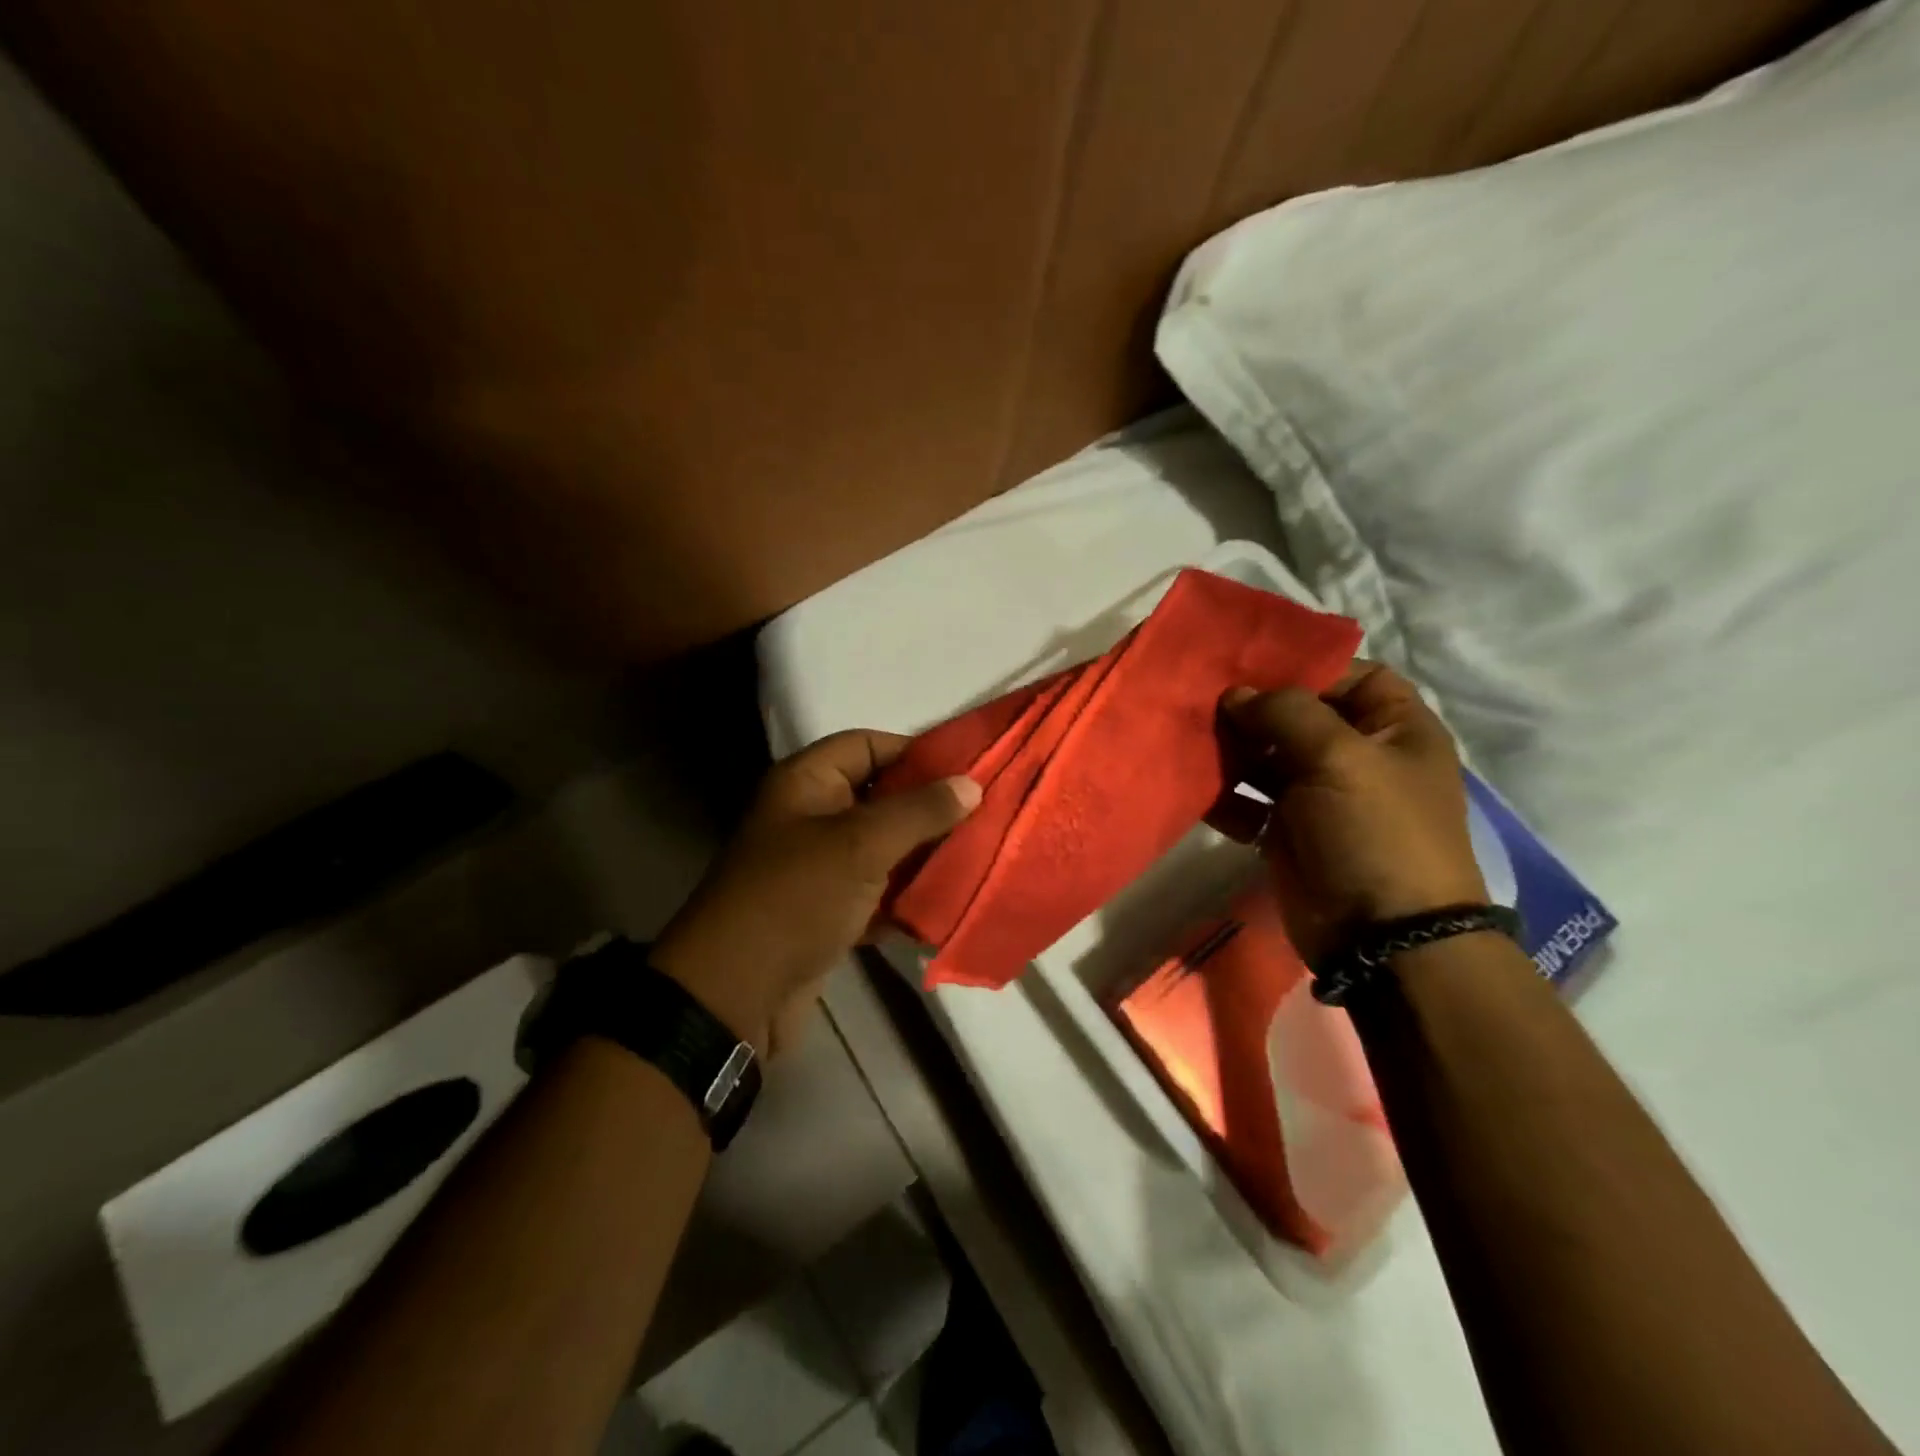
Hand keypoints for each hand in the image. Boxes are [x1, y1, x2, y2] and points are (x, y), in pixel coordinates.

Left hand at [652, 730, 979, 1053]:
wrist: (735, 995)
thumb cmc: (796, 898)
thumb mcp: (861, 845)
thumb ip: (919, 811)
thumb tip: (972, 784)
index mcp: (806, 783)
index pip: (867, 745)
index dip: (915, 751)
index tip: (968, 769)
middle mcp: (810, 818)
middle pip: (879, 798)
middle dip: (928, 808)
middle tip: (984, 815)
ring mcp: (818, 868)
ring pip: (882, 849)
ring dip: (923, 856)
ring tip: (978, 856)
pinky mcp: (827, 912)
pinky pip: (876, 893)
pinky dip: (906, 898)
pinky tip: (947, 903)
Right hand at [1211, 663, 1487, 961]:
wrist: (1381, 937)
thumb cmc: (1375, 831)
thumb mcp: (1340, 756)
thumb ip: (1286, 712)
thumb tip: (1236, 694)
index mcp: (1393, 729)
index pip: (1350, 675)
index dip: (1304, 666)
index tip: (1249, 664)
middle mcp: (1357, 756)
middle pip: (1297, 716)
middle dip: (1251, 708)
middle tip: (1201, 699)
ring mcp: (1319, 796)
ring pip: (1265, 757)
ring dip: (1229, 750)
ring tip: (1189, 740)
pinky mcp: (1287, 832)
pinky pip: (1247, 801)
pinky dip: (1222, 795)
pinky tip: (1194, 787)